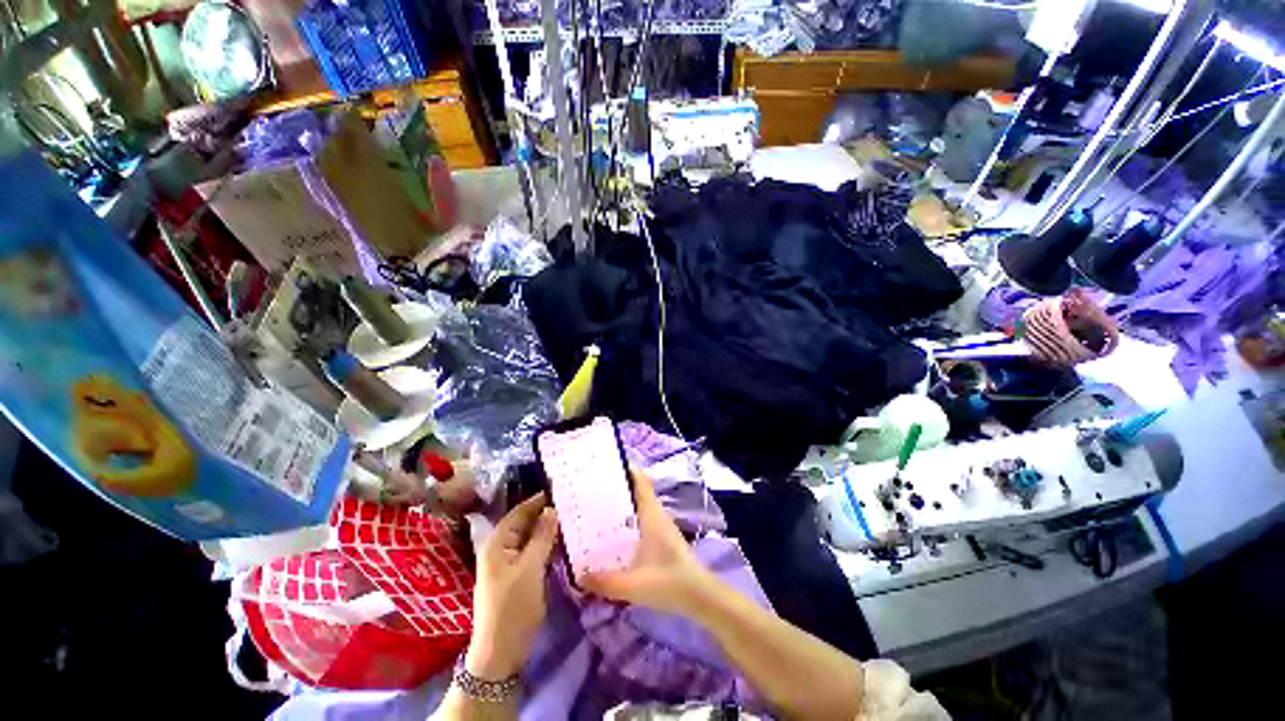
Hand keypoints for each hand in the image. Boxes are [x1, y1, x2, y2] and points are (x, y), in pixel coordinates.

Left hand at [465, 493, 558, 679]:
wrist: (501, 651)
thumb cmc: (513, 606)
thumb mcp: (530, 568)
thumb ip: (541, 537)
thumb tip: (551, 509)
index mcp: (497, 543)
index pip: (520, 511)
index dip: (538, 500)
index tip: (561, 489)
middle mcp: (500, 548)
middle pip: (524, 523)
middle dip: (545, 513)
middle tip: (571, 503)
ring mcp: (508, 563)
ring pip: (530, 537)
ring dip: (547, 529)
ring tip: (571, 518)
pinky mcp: (517, 575)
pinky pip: (533, 551)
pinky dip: (546, 544)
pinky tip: (562, 541)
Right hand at [583, 468, 712, 616]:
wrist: (700, 596)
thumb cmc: (670, 583)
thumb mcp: (634, 585)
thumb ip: (604, 582)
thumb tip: (578, 576)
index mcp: (651, 514)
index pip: (640, 480)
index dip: (625, 469)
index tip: (602, 466)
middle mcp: (656, 514)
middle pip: (635, 490)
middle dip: (614, 487)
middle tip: (588, 489)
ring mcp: (660, 525)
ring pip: (637, 505)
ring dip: (619, 504)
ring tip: (593, 509)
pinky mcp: (661, 537)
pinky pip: (640, 519)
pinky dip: (625, 519)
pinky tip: (611, 534)